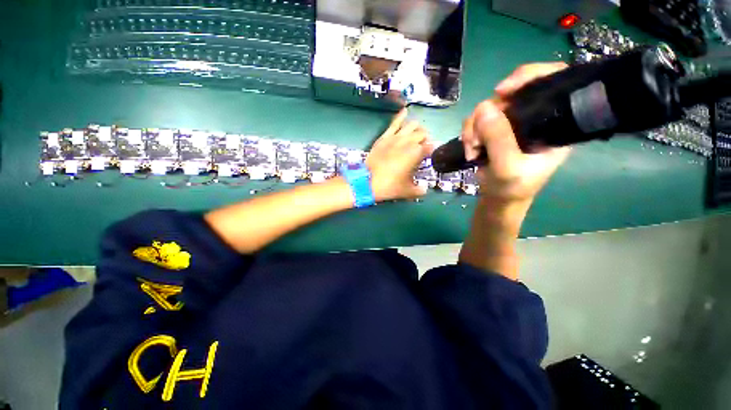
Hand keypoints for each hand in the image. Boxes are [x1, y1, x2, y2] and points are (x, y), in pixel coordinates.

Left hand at [366, 109, 433, 201]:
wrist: (368, 181)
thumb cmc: (390, 186)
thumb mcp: (407, 191)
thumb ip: (418, 190)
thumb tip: (424, 190)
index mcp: (416, 153)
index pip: (430, 146)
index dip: (431, 150)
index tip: (429, 155)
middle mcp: (408, 142)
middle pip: (422, 134)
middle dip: (425, 138)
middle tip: (422, 146)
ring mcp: (396, 137)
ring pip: (411, 125)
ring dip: (417, 128)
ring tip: (416, 133)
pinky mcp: (384, 137)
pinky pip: (394, 123)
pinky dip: (401, 116)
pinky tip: (405, 111)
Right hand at [462, 62, 571, 205]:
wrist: (498, 198)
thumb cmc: (512, 188)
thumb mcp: (508, 168)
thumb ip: (499, 140)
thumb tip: (484, 107)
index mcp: (554, 122)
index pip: (553, 81)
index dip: (530, 76)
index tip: (502, 91)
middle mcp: (534, 117)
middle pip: (512, 94)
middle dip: (489, 114)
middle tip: (478, 137)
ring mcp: (511, 123)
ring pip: (488, 107)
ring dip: (474, 127)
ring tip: (473, 149)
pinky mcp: (493, 130)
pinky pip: (476, 119)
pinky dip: (468, 133)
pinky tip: (470, 149)